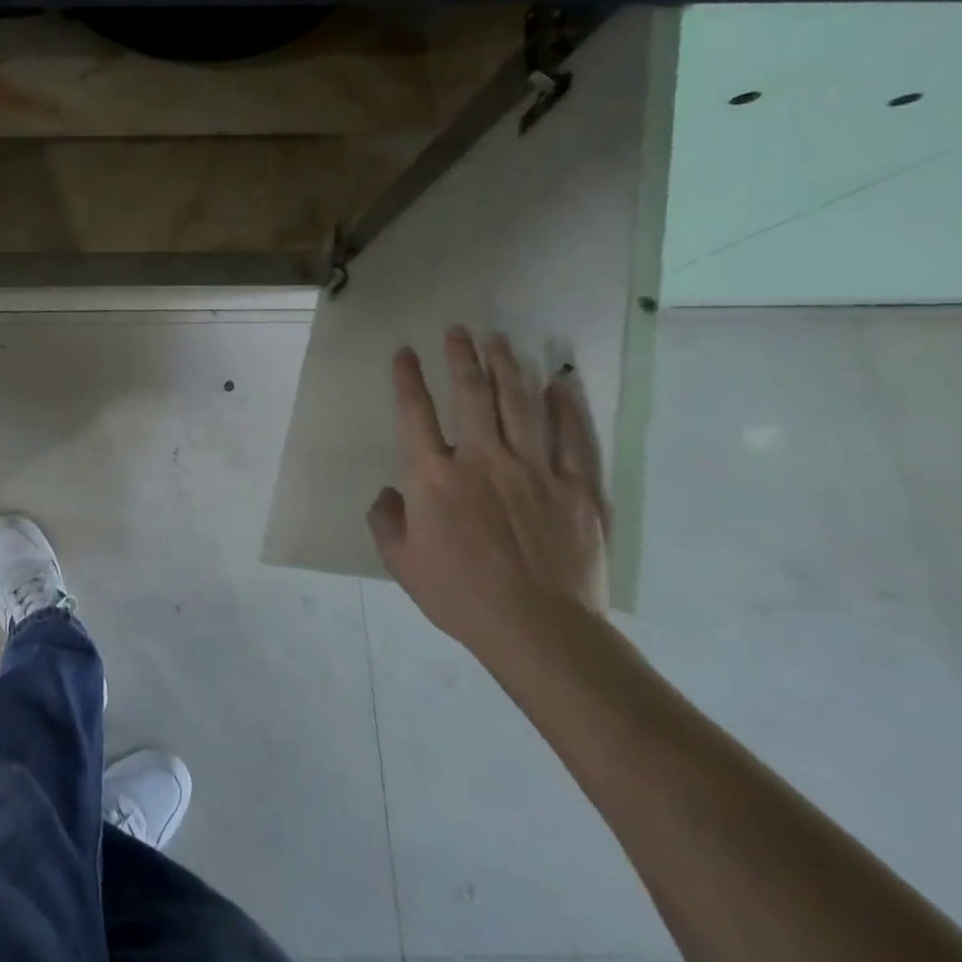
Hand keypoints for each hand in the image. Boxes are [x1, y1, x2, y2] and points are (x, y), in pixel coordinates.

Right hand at [367, 326, 608, 660]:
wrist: (539, 630)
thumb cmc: (460, 595)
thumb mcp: (401, 562)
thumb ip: (386, 520)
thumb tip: (389, 494)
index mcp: (433, 477)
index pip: (415, 412)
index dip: (407, 378)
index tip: (404, 351)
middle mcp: (481, 460)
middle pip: (470, 394)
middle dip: (461, 357)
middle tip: (458, 331)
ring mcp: (533, 470)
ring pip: (519, 404)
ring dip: (507, 367)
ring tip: (499, 340)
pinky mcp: (575, 489)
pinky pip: (572, 438)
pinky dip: (566, 407)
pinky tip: (559, 383)